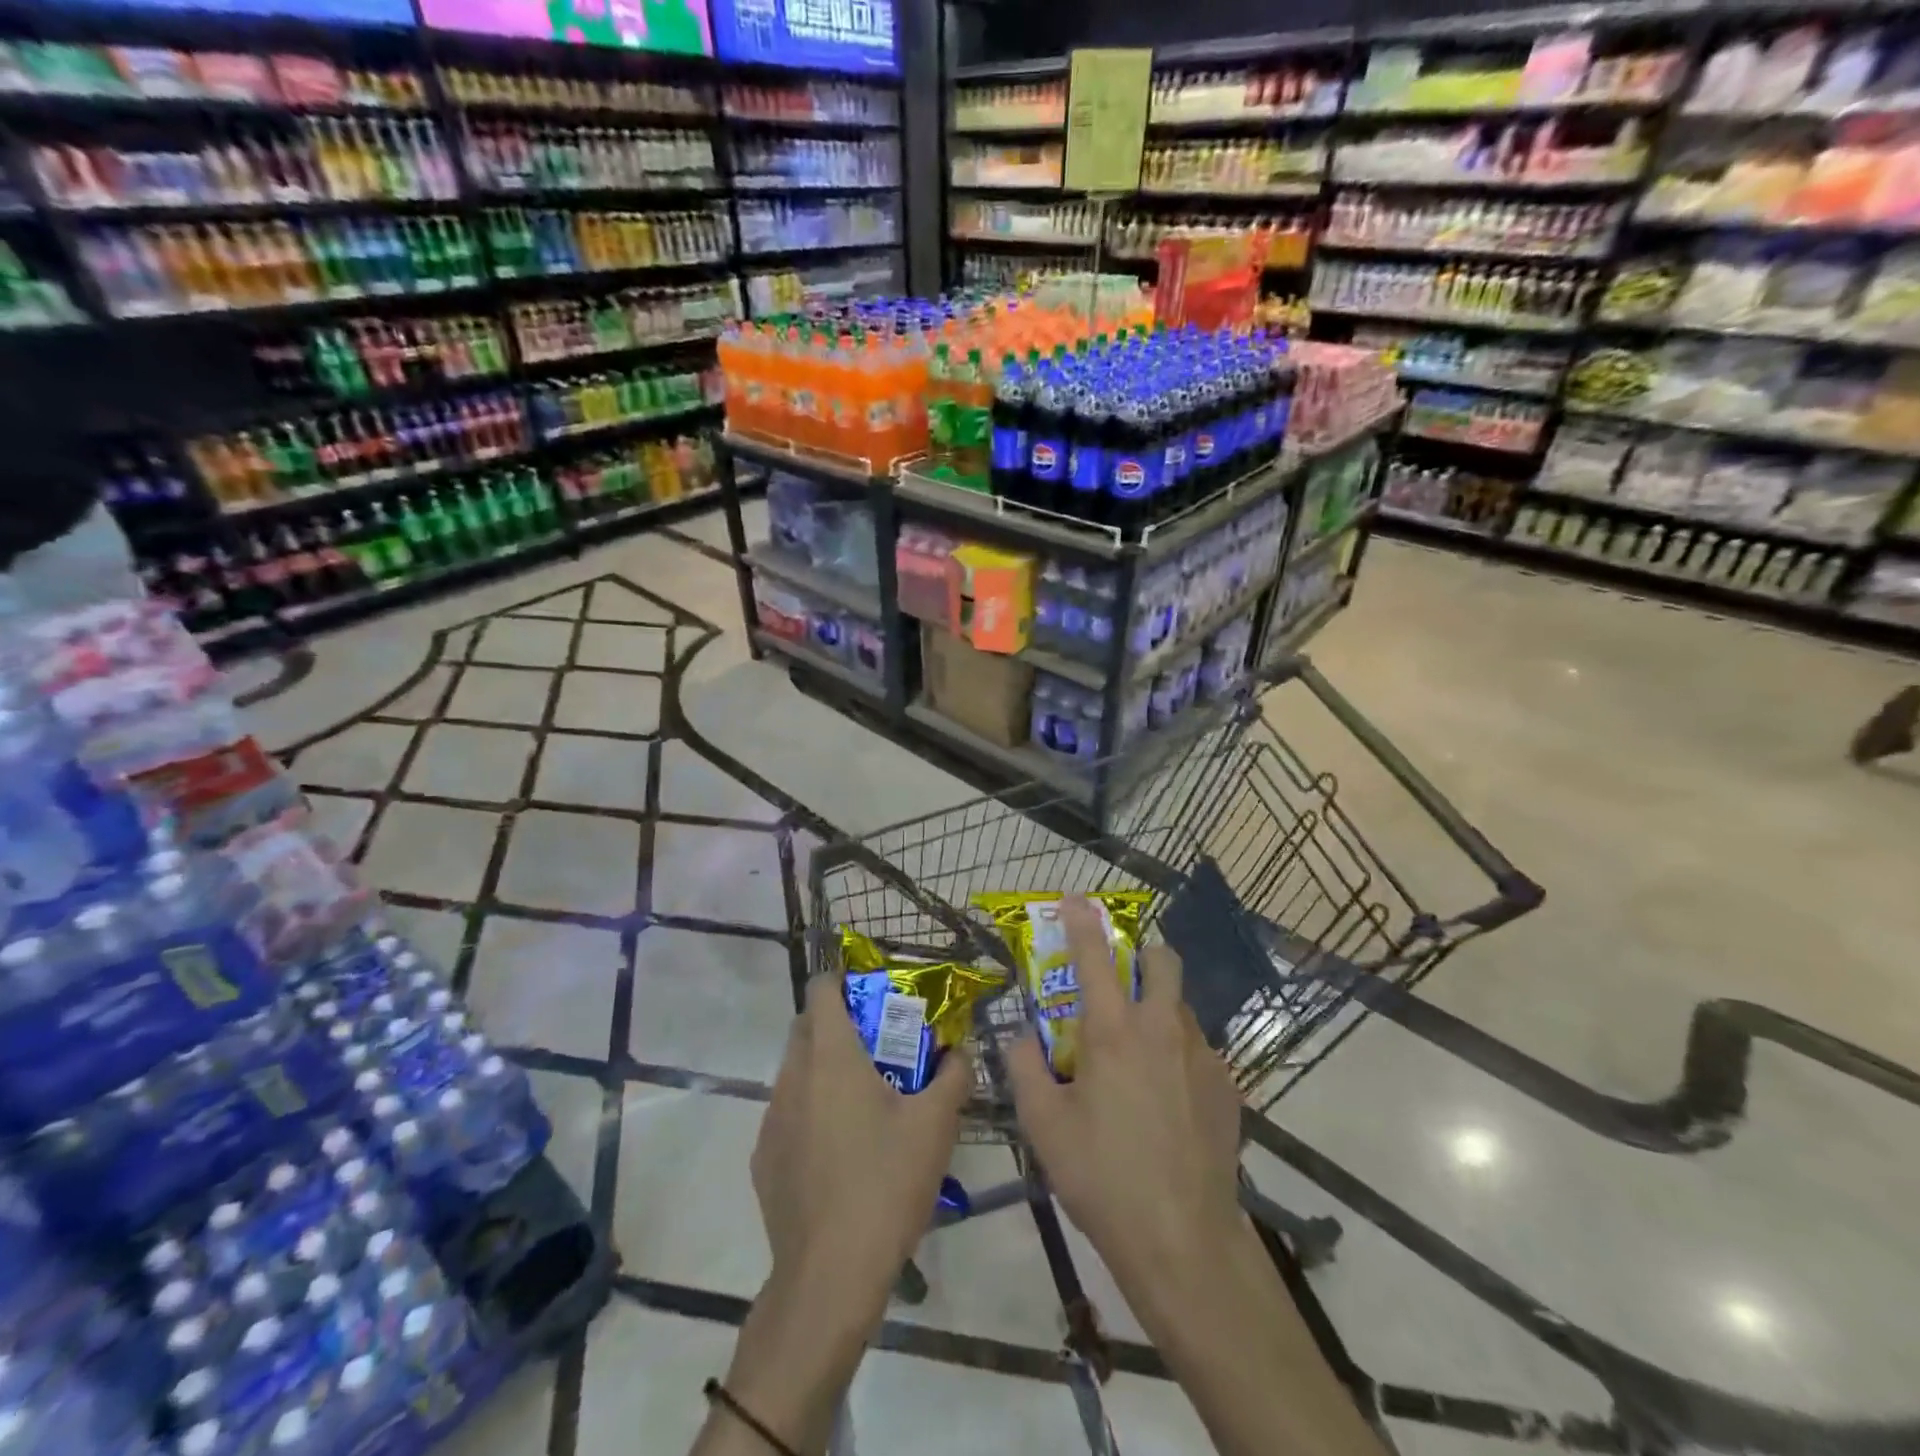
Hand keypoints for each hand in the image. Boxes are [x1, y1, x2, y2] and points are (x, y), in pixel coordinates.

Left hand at [751, 973, 972, 1326]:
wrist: (829, 1276)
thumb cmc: (886, 1184)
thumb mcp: (936, 1126)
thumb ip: (953, 1076)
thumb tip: (960, 1051)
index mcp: (831, 1057)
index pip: (822, 989)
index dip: (843, 980)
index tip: (873, 994)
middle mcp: (793, 1077)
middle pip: (806, 1026)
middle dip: (838, 1022)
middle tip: (879, 1044)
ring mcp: (772, 1118)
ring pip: (795, 1070)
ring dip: (824, 1068)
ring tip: (864, 1100)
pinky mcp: (764, 1158)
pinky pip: (788, 1113)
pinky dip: (811, 1110)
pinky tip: (840, 1150)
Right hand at [1004, 896, 1244, 1314]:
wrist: (1183, 1240)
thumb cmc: (1102, 1177)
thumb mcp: (1044, 1125)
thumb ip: (1025, 1069)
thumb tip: (1019, 1037)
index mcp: (1112, 1031)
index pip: (1094, 955)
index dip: (1082, 919)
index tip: (1076, 897)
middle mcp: (1161, 1029)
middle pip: (1161, 961)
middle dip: (1142, 952)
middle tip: (1120, 976)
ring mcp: (1201, 1055)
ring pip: (1180, 1006)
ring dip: (1158, 1007)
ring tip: (1138, 1054)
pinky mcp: (1227, 1086)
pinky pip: (1198, 1049)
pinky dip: (1177, 1053)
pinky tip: (1166, 1098)